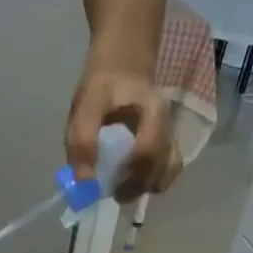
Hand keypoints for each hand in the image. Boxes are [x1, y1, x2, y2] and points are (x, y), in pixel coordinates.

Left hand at [66, 63, 180, 200]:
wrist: (124, 61)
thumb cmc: (104, 84)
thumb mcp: (87, 104)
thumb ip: (82, 141)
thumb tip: (83, 183)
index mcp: (154, 113)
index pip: (150, 153)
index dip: (130, 177)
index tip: (109, 188)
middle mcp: (168, 127)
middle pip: (162, 169)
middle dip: (135, 187)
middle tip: (112, 190)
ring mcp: (169, 138)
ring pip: (166, 174)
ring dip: (143, 187)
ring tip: (121, 185)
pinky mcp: (165, 146)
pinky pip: (163, 172)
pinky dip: (146, 182)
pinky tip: (129, 179)